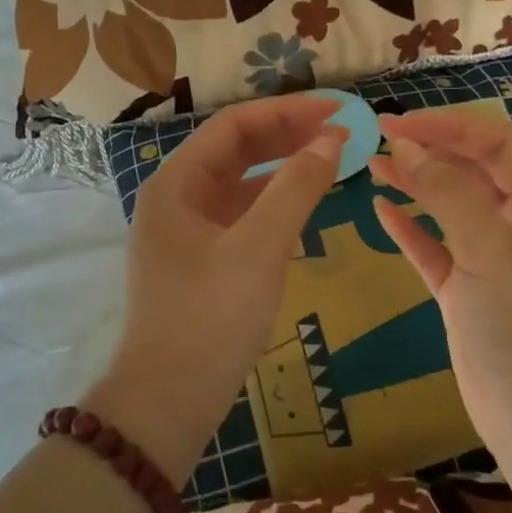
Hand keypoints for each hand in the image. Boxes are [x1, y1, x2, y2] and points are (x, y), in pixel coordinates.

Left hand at [87, 93, 344, 483]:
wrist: (169, 400)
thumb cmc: (211, 317)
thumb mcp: (260, 248)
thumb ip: (297, 187)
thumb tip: (332, 138)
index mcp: (175, 184)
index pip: (233, 126)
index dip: (287, 112)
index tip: (337, 112)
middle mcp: (175, 198)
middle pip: (236, 151)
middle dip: (288, 136)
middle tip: (342, 134)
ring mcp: (186, 231)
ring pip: (240, 184)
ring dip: (283, 169)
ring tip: (331, 162)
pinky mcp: (200, 261)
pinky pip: (241, 216)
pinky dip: (273, 205)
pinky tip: (304, 206)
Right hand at [369, 108, 511, 461]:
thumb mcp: (491, 250)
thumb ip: (448, 194)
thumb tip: (407, 146)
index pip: (495, 146)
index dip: (448, 127)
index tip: (399, 123)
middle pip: (470, 172)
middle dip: (428, 150)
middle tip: (377, 136)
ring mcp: (490, 261)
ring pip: (448, 209)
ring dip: (414, 184)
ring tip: (373, 164)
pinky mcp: (463, 293)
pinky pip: (433, 249)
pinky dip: (409, 229)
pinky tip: (381, 210)